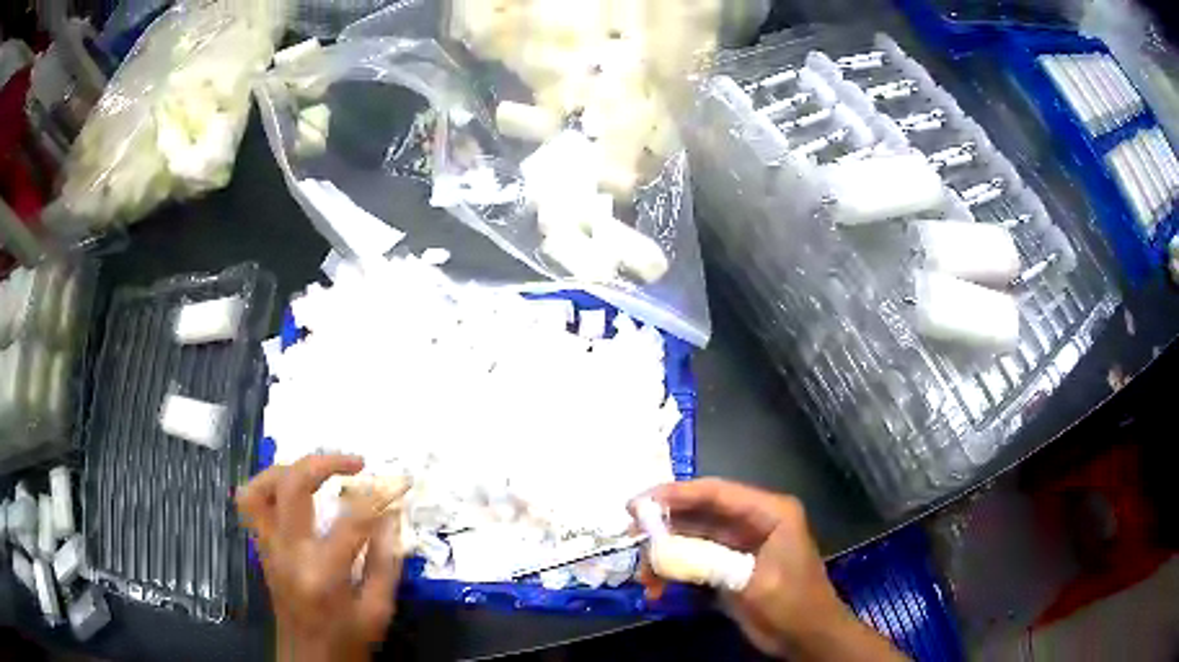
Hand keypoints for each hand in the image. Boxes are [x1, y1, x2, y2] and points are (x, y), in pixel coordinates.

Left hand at [237, 455, 404, 661]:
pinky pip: (251, 504)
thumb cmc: (348, 641)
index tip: (399, 482)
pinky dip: (268, 485)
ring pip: (259, 488)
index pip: (352, 519)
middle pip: (292, 486)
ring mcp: (268, 549)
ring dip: (287, 469)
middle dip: (325, 462)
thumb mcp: (378, 610)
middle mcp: (288, 553)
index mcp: (323, 574)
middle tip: (354, 464)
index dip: (379, 494)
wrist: (309, 660)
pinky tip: (291, 490)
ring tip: (315, 472)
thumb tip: (392, 515)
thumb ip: (385, 561)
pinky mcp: (261, 549)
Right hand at [640, 479, 906, 661]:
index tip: (638, 504)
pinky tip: (658, 589)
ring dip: (666, 554)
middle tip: (630, 537)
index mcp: (770, 512)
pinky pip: (697, 560)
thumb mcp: (754, 583)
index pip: (717, 493)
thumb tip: (666, 552)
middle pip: (701, 513)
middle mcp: (753, 521)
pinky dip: (676, 572)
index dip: (675, 494)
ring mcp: (740, 545)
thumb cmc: (793, 604)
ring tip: (645, 576)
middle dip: (664, 526)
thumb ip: (713, 563)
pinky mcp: (731, 567)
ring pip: (694, 538)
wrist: (808, 637)